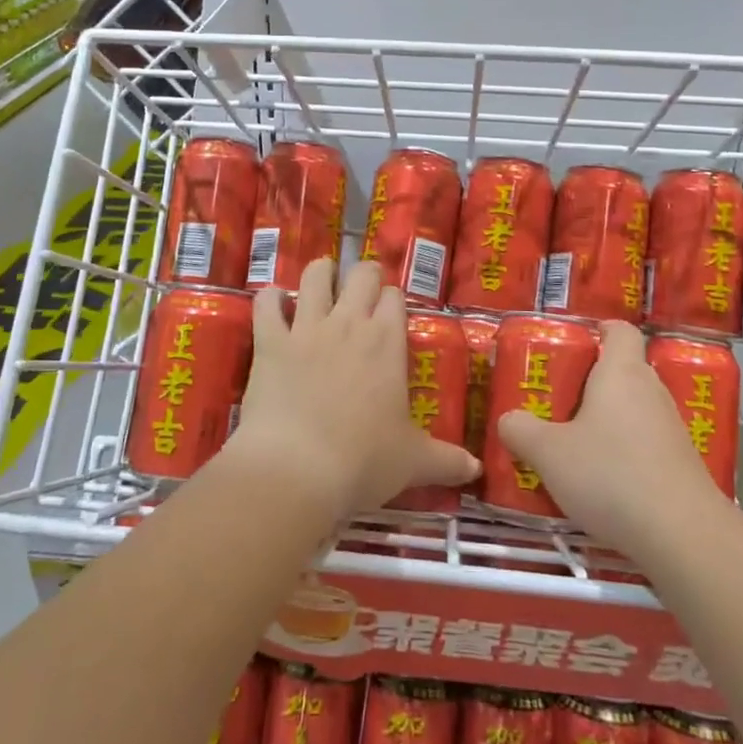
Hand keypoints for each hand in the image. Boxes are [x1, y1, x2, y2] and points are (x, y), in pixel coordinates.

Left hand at [225, 258, 479, 518]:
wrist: (297, 470)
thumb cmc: (362, 462)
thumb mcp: (412, 463)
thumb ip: (446, 460)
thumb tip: (476, 469)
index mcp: (386, 342)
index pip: (395, 297)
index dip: (393, 300)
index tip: (391, 311)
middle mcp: (348, 323)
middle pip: (361, 275)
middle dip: (363, 275)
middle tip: (362, 291)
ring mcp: (306, 328)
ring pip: (315, 276)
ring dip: (320, 273)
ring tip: (322, 281)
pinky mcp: (269, 341)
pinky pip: (266, 303)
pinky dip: (270, 299)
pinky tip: (274, 304)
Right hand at [496, 322, 728, 556]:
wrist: (686, 538)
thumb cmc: (612, 476)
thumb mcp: (549, 453)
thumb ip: (520, 431)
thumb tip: (508, 420)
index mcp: (621, 372)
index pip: (619, 330)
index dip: (598, 330)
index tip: (573, 345)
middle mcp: (651, 391)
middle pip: (624, 370)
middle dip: (591, 382)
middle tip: (558, 401)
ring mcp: (673, 430)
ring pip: (634, 410)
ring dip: (608, 421)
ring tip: (574, 446)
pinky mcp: (683, 466)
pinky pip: (647, 444)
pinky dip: (626, 453)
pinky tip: (603, 483)